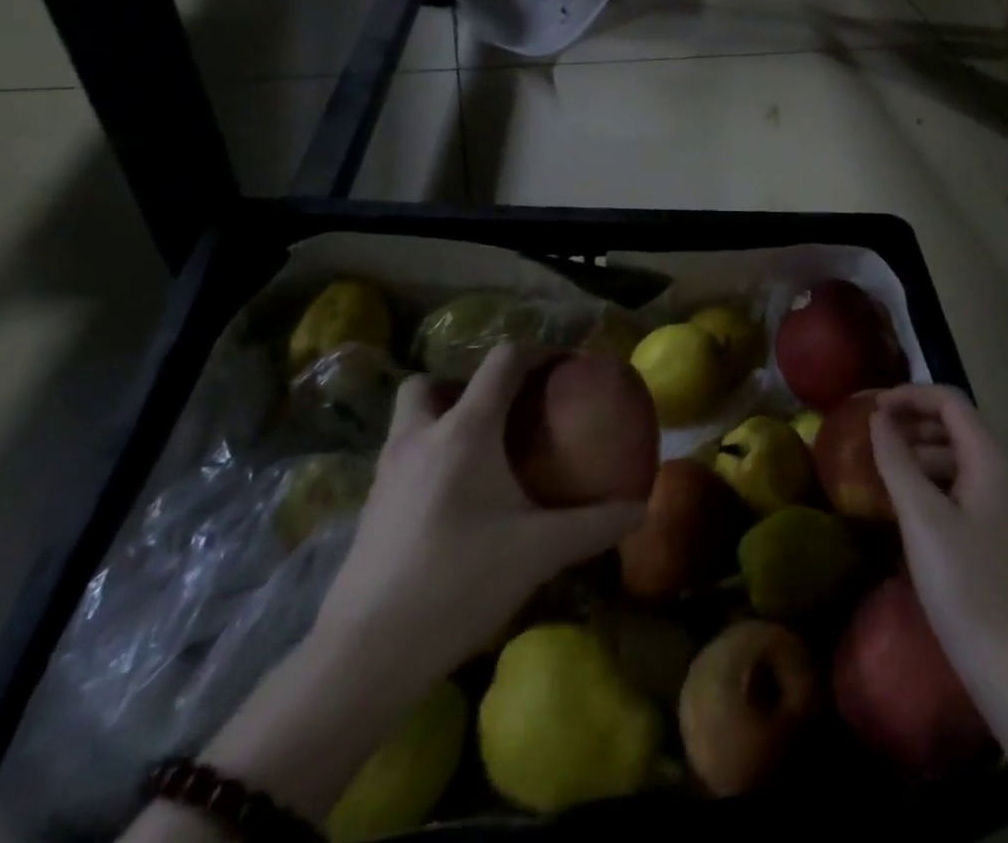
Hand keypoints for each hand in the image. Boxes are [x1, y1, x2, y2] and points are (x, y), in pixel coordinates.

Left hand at [312, 342, 646, 699]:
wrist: (366, 654)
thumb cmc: (459, 582)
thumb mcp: (540, 551)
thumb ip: (595, 525)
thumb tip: (641, 509)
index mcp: (465, 430)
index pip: (502, 361)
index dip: (537, 352)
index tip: (565, 366)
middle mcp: (419, 437)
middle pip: (430, 382)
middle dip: (463, 384)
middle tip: (499, 411)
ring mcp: (386, 473)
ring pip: (408, 420)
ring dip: (440, 420)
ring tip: (478, 453)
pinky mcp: (369, 509)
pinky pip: (401, 459)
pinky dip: (427, 459)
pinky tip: (453, 501)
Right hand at [869, 385, 1007, 687]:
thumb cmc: (964, 584)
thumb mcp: (921, 517)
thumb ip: (896, 461)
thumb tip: (877, 418)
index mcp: (991, 462)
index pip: (950, 402)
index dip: (910, 395)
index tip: (872, 409)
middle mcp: (1002, 475)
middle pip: (955, 426)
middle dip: (912, 421)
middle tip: (871, 435)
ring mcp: (1001, 507)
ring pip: (955, 458)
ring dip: (918, 452)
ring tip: (880, 467)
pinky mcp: (994, 534)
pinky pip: (958, 488)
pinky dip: (929, 481)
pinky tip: (903, 502)